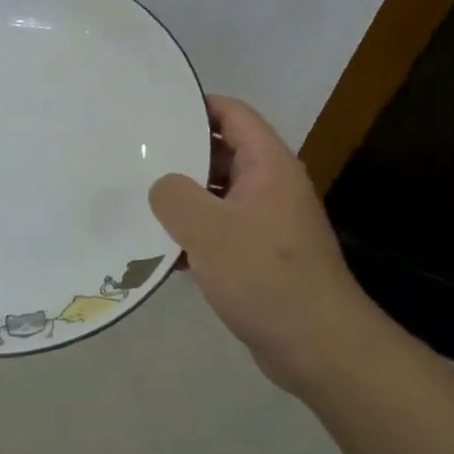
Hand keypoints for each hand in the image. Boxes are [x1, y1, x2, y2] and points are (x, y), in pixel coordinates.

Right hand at [149, 96, 370, 394]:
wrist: (319, 348)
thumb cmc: (266, 276)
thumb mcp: (210, 230)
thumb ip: (175, 196)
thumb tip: (160, 185)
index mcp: (268, 165)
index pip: (233, 114)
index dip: (197, 104)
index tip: (155, 108)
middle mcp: (270, 186)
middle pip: (222, 154)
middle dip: (180, 153)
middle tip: (134, 154)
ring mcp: (266, 223)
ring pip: (216, 196)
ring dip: (182, 198)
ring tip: (136, 197)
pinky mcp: (259, 257)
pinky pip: (219, 232)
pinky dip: (192, 234)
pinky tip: (157, 249)